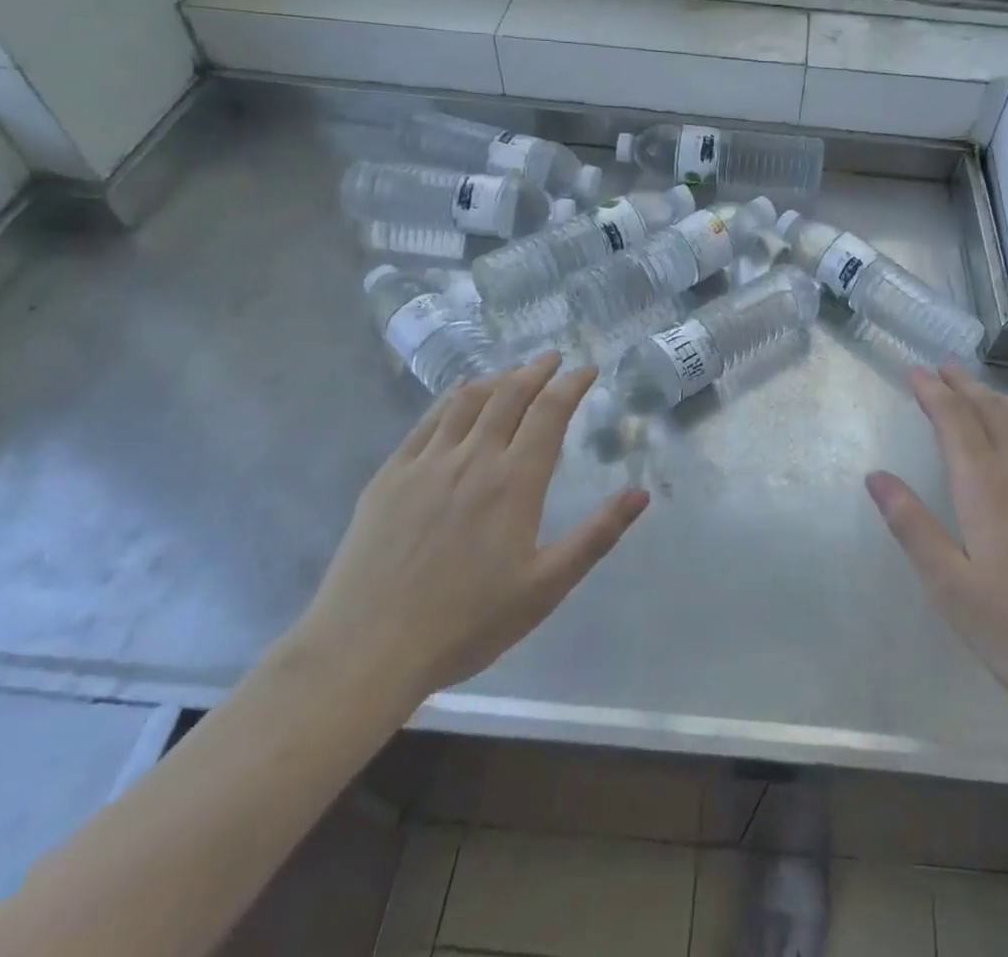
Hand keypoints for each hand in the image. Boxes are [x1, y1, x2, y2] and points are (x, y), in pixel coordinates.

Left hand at [293, 354, 648, 713]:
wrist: (367, 649)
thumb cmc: (467, 623)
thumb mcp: (545, 587)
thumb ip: (596, 535)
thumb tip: (640, 493)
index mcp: (515, 482)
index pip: (550, 412)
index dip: (572, 384)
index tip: (587, 370)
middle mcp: (473, 458)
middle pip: (510, 394)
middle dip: (536, 370)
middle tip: (553, 359)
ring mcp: (427, 462)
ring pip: (469, 400)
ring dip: (498, 378)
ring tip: (514, 372)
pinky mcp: (391, 475)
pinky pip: (428, 420)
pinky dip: (452, 397)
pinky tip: (460, 394)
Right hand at [867, 366, 1007, 729]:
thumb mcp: (951, 589)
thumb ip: (912, 526)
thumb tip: (875, 476)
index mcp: (987, 487)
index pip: (955, 420)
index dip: (933, 392)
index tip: (915, 372)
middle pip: (992, 410)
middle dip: (963, 385)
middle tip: (942, 367)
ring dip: (998, 397)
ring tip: (979, 389)